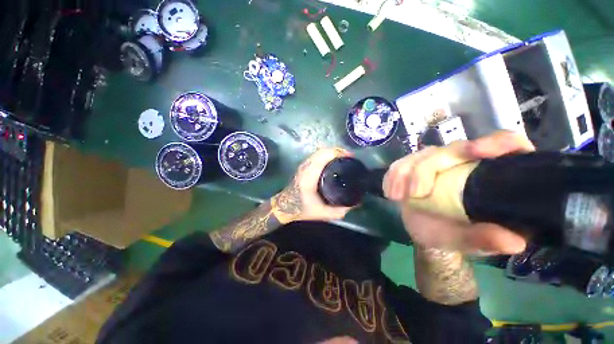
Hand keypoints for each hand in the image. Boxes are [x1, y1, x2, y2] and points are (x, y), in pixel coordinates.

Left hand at [272, 148, 354, 223]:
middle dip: (337, 151)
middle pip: (322, 151)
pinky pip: (316, 155)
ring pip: (319, 152)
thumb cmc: (302, 209)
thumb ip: (340, 210)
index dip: (338, 153)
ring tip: (343, 157)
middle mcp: (306, 167)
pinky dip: (326, 154)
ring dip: (332, 152)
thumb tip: (356, 203)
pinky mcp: (303, 166)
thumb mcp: (323, 213)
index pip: (324, 156)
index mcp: (310, 176)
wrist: (285, 206)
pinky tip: (333, 160)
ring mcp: (303, 165)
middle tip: (349, 157)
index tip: (350, 157)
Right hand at [383, 131, 533, 253]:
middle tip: (414, 193)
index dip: (495, 141)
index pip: (504, 145)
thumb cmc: (451, 234)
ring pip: (421, 155)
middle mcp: (465, 162)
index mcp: (491, 175)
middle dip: (428, 169)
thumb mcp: (469, 241)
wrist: (423, 231)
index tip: (477, 151)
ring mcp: (438, 162)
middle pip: (452, 149)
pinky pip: (400, 163)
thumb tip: (514, 242)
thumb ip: (486, 240)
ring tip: (396, 197)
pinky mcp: (414, 166)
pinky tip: (389, 191)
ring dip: (404, 173)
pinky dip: (392, 176)